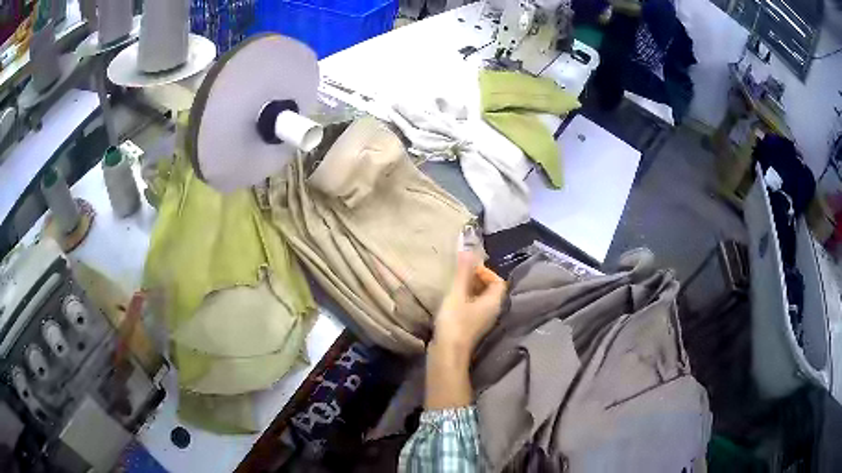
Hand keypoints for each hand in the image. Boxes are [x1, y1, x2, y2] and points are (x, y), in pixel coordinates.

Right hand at [431, 251, 506, 357]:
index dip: (486, 272)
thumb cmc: (455, 322)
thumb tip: (469, 249)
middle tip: (459, 274)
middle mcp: (492, 311)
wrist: (447, 353)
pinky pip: (472, 308)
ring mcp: (482, 321)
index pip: (498, 281)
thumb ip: (463, 272)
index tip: (468, 269)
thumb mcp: (457, 294)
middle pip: (490, 290)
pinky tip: (450, 301)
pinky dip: (464, 301)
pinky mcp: (471, 328)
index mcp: (493, 302)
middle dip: (476, 279)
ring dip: (469, 290)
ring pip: (480, 300)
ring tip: (453, 285)